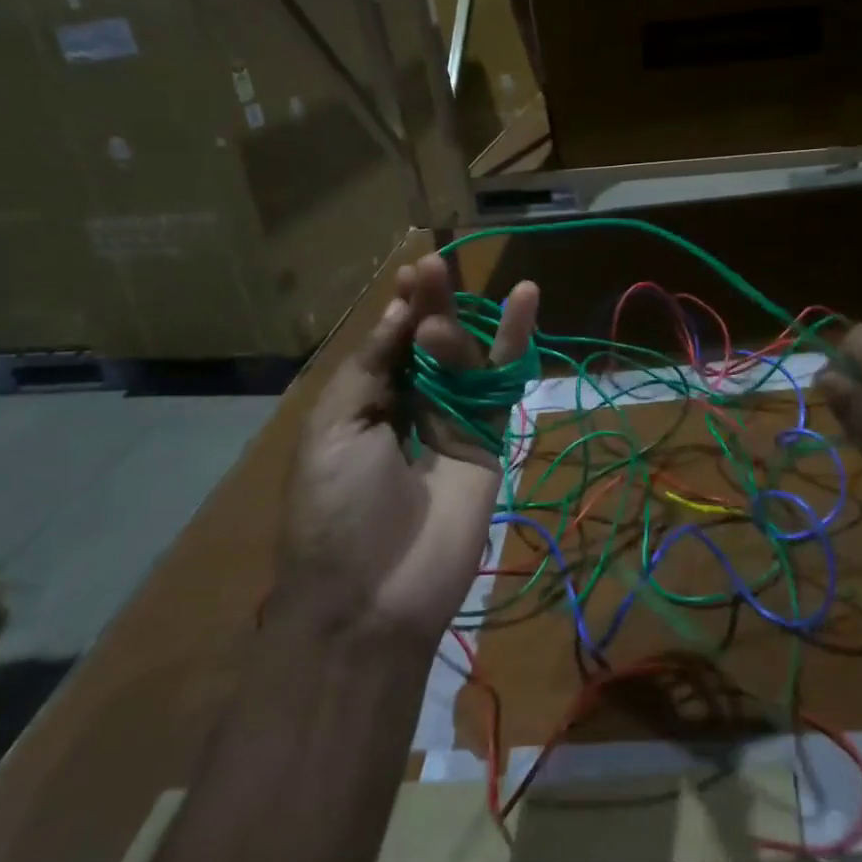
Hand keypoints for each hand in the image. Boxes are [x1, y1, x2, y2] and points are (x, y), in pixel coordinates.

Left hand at [277, 253, 538, 647]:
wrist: (374, 595)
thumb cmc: (337, 507)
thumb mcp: (335, 426)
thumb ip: (372, 364)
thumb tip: (401, 312)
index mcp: (364, 403)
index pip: (388, 341)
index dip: (399, 306)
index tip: (412, 271)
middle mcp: (410, 405)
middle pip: (427, 341)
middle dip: (429, 302)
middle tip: (432, 266)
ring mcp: (452, 420)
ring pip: (467, 355)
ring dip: (462, 320)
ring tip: (452, 300)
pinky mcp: (490, 436)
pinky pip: (503, 383)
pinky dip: (516, 341)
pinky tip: (526, 298)